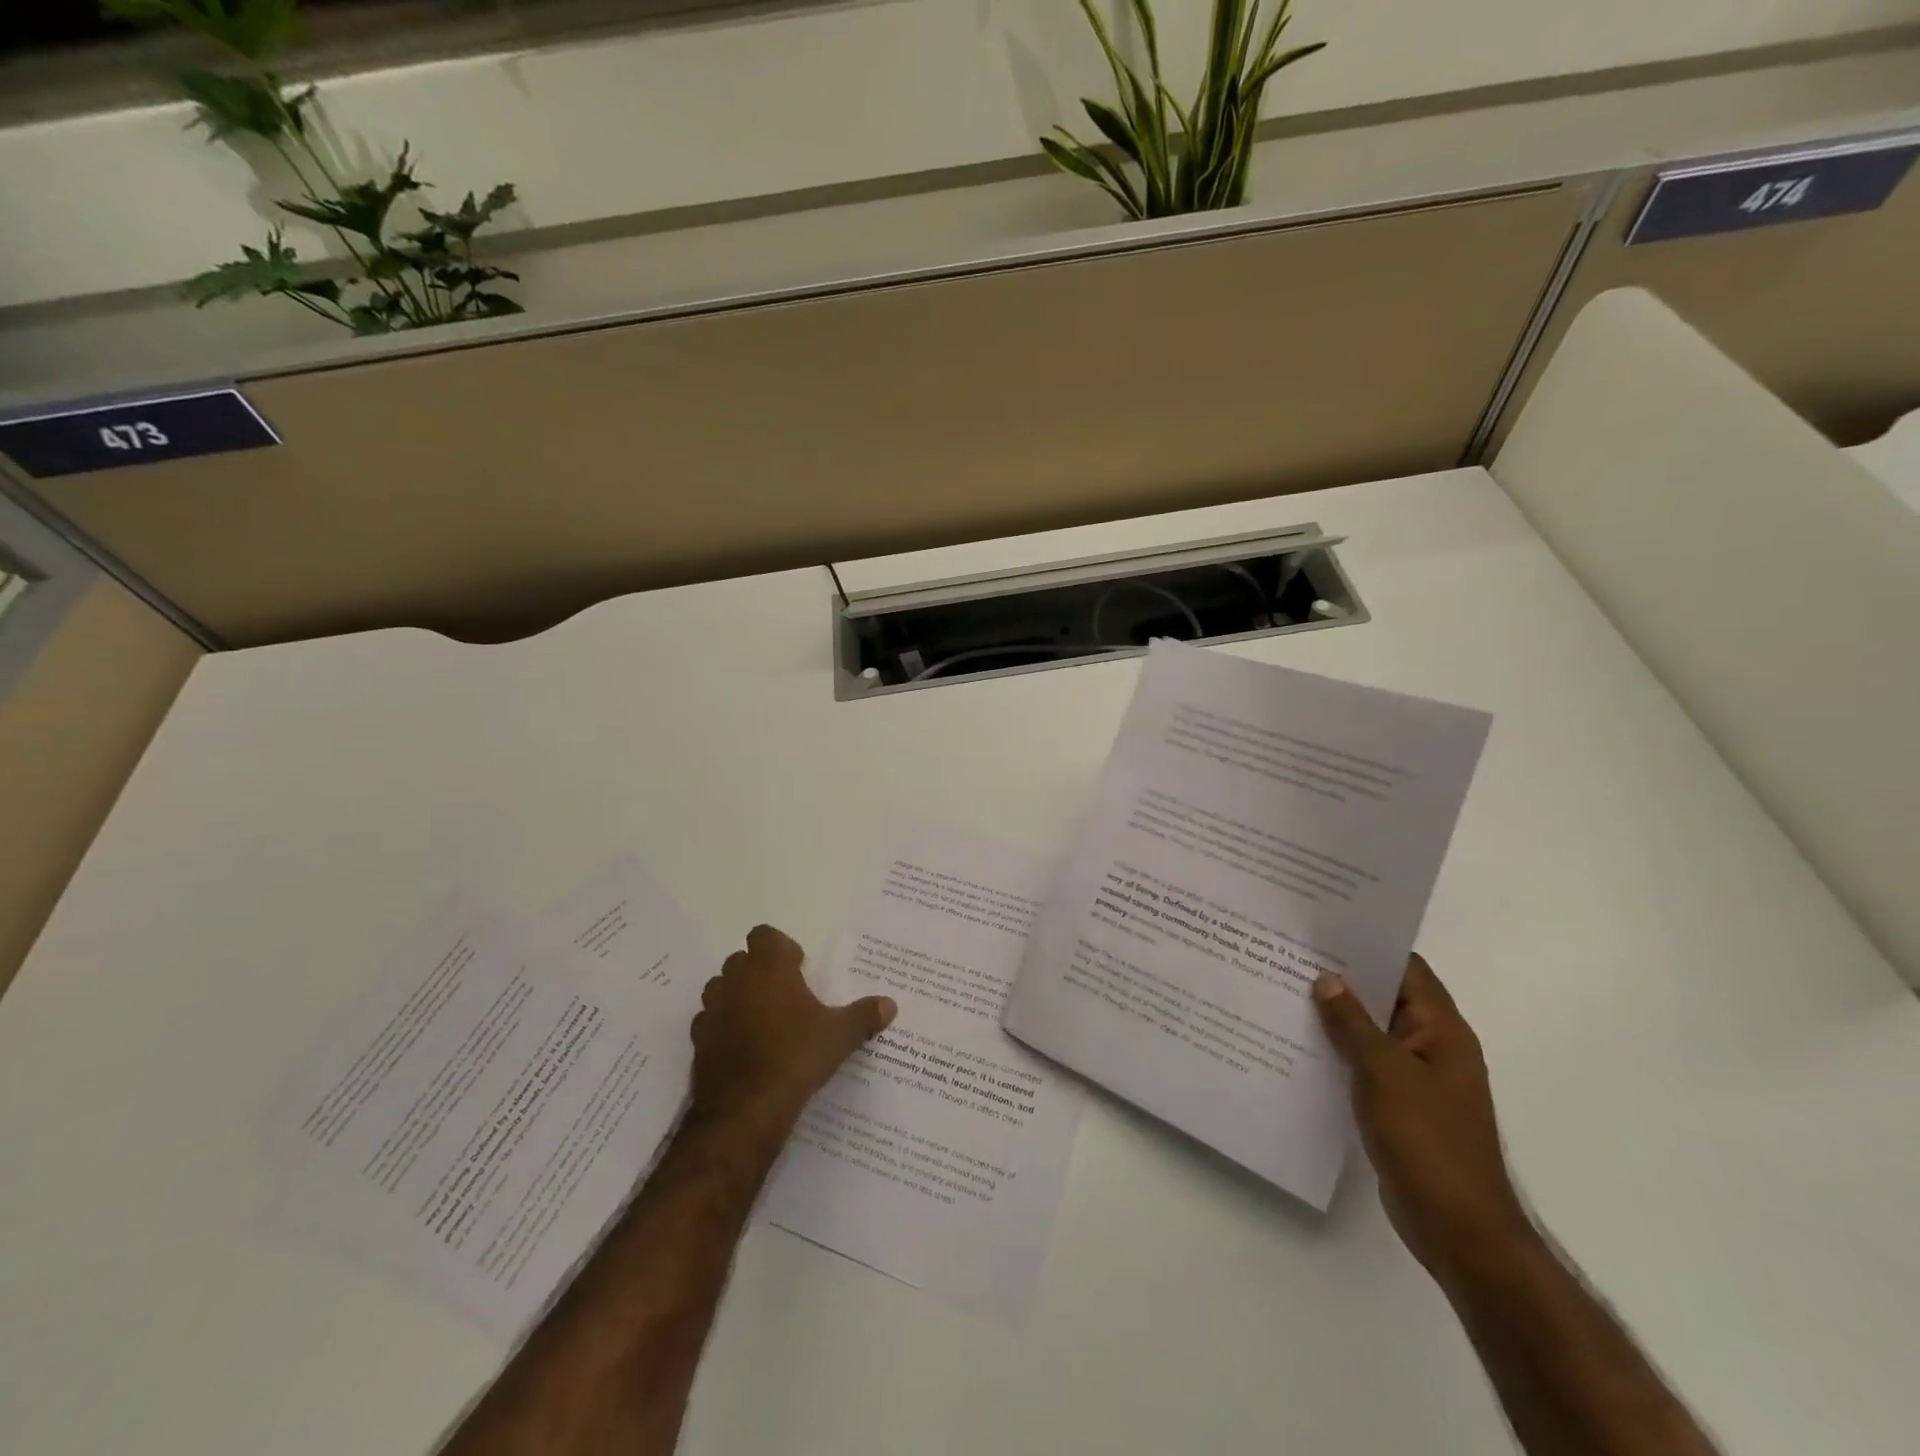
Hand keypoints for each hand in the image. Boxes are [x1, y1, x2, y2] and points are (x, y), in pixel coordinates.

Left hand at [689, 925, 895, 1132]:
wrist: (746, 1110)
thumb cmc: (796, 1057)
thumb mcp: (840, 1036)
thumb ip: (864, 1016)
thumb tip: (890, 1005)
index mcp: (770, 968)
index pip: (764, 935)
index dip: (780, 948)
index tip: (798, 969)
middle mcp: (736, 981)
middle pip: (741, 960)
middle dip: (759, 972)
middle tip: (785, 996)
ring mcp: (712, 1010)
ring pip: (721, 989)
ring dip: (737, 997)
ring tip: (762, 1021)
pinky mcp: (698, 1041)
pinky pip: (710, 1022)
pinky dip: (723, 1028)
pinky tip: (743, 1049)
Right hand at [1313, 955, 1531, 1283]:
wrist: (1457, 1227)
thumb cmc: (1427, 1140)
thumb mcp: (1383, 1071)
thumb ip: (1352, 1023)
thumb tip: (1327, 979)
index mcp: (1442, 1030)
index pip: (1406, 968)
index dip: (1368, 944)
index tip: (1323, 928)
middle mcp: (1433, 1046)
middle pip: (1386, 997)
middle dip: (1343, 978)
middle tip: (1291, 954)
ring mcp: (1417, 1078)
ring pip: (1372, 1032)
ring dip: (1337, 1016)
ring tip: (1285, 991)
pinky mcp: (1400, 1105)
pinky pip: (1366, 1064)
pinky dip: (1338, 1050)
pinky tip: (1299, 1043)